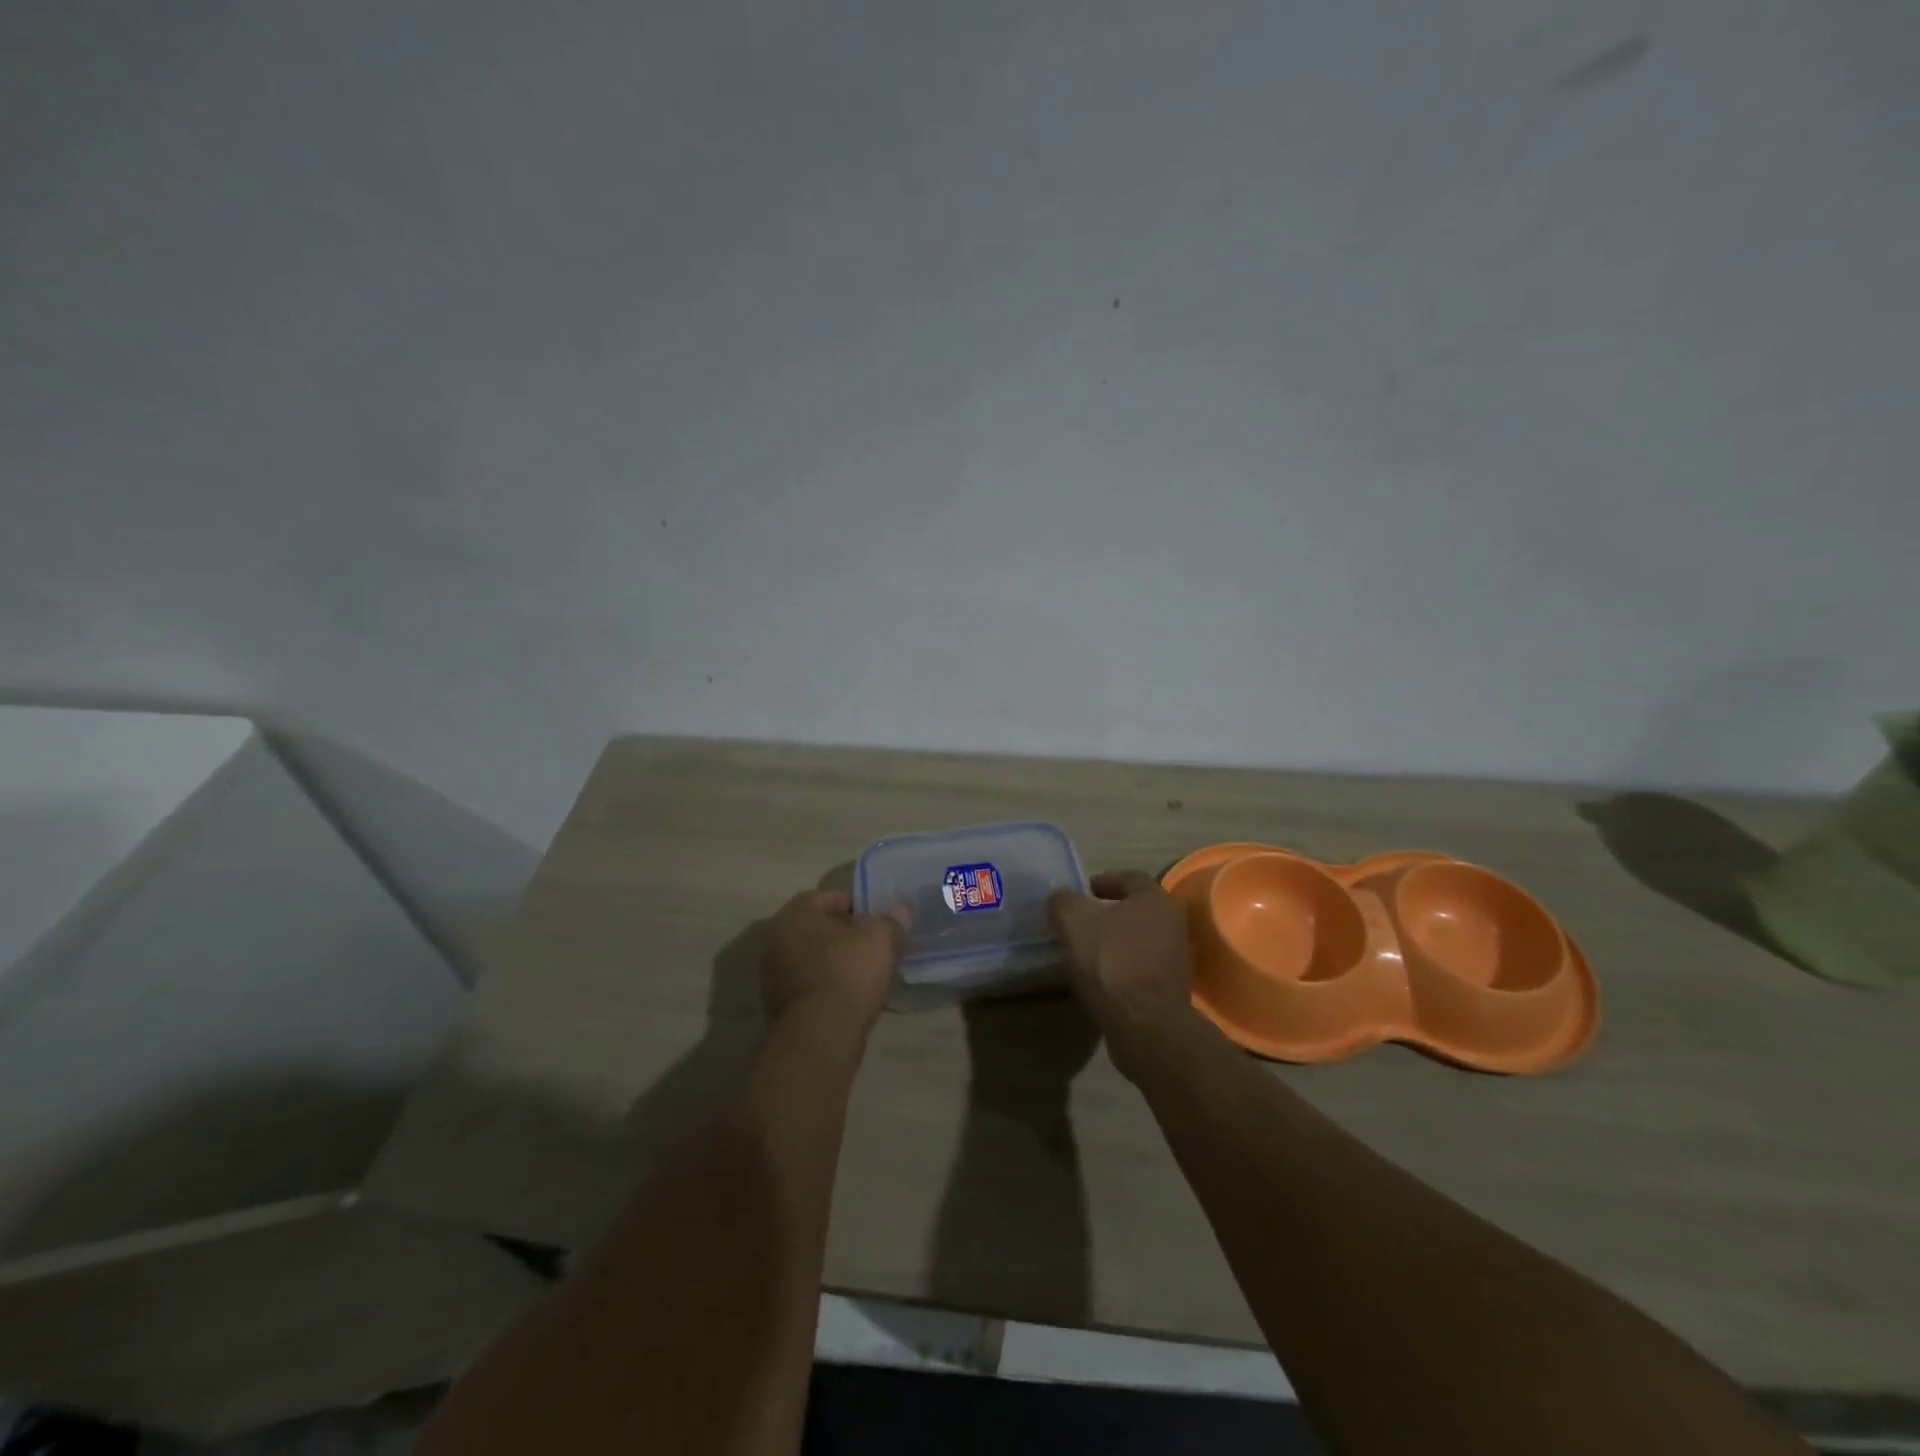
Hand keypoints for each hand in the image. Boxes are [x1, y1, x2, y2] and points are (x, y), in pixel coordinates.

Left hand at [762, 890, 906, 1038]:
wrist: (820, 1036)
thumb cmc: (848, 973)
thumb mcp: (882, 939)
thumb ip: (892, 921)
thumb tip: (902, 910)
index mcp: (794, 916)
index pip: (821, 897)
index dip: (849, 904)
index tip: (872, 918)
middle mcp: (776, 942)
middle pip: (813, 929)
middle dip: (841, 934)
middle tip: (870, 944)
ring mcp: (772, 977)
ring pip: (809, 959)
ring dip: (833, 962)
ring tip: (864, 973)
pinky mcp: (778, 1008)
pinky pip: (807, 986)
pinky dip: (825, 987)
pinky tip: (849, 998)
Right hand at [1048, 871, 1194, 1075]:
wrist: (1144, 1023)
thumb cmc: (1111, 960)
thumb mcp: (1074, 921)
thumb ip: (1064, 902)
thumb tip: (1061, 899)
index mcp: (1155, 899)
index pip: (1129, 878)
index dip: (1104, 881)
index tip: (1082, 891)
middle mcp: (1172, 923)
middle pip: (1136, 909)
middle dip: (1109, 912)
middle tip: (1082, 919)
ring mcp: (1175, 958)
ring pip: (1139, 939)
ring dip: (1115, 940)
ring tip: (1086, 949)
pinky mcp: (1170, 988)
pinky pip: (1141, 966)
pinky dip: (1122, 965)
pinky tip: (1100, 976)